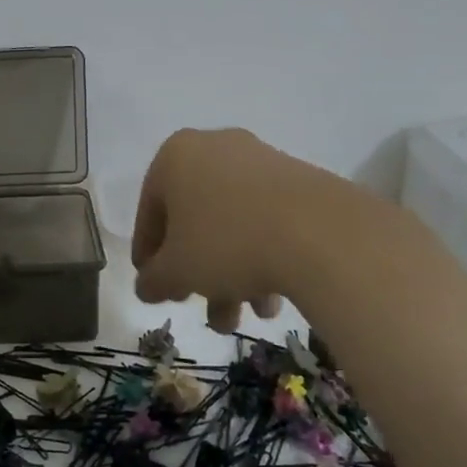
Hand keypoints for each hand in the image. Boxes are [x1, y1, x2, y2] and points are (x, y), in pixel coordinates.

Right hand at [131, 128, 365, 331]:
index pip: (149, 211)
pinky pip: (266, 218)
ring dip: (232, 273)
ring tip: (243, 318)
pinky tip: (272, 299)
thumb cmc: (227, 243)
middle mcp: (214, 147)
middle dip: (197, 271)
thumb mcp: (177, 271)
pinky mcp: (299, 178)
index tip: (154, 285)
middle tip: (200, 307)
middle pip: (194, 219)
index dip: (148, 255)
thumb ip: (153, 280)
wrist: (320, 233)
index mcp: (175, 156)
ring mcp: (260, 160)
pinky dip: (262, 255)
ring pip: (232, 223)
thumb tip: (146, 287)